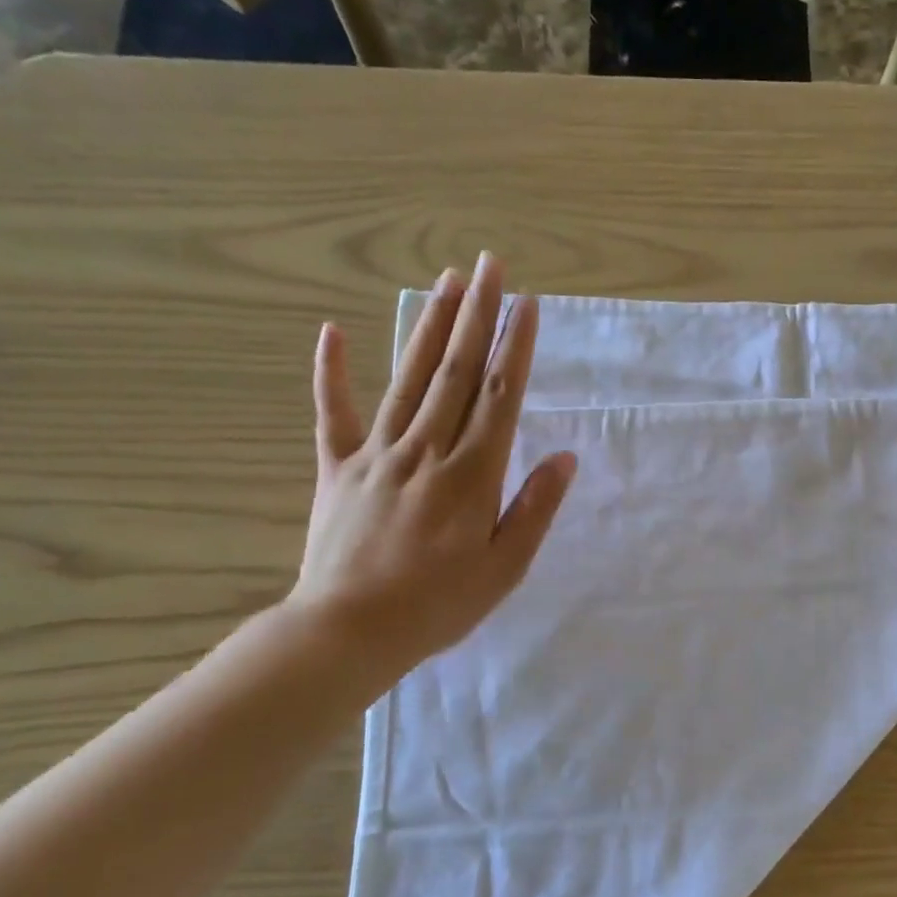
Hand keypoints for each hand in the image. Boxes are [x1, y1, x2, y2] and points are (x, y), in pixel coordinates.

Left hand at [287, 254, 576, 677]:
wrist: (349, 631)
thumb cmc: (439, 604)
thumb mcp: (505, 567)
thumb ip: (535, 508)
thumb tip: (565, 457)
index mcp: (472, 473)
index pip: (500, 395)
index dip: (515, 346)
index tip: (526, 304)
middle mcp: (426, 448)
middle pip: (456, 371)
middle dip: (476, 315)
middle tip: (489, 265)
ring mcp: (377, 453)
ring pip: (408, 377)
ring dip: (429, 326)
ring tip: (446, 281)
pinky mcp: (337, 468)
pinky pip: (333, 412)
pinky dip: (332, 371)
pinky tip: (332, 331)